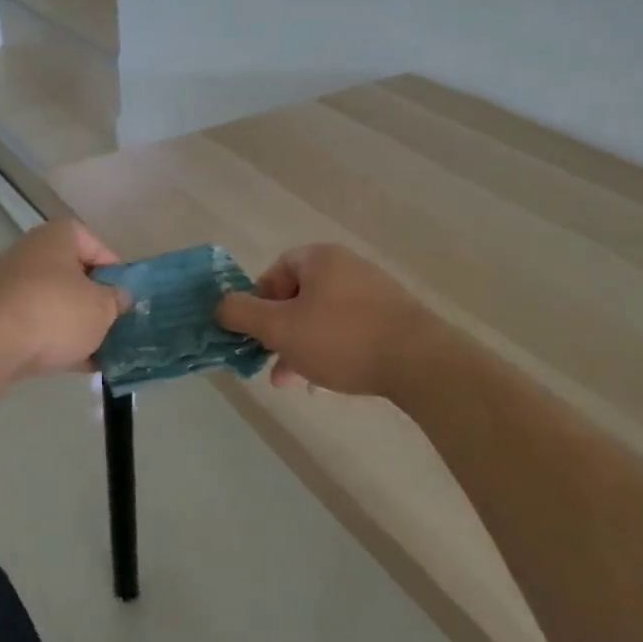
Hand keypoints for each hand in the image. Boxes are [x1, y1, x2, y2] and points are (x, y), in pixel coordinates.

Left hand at [0, 219, 129, 381]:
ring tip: (96, 353)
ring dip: (73, 325)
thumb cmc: (54, 313)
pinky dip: (51, 340)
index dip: (114, 270)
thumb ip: (116, 301)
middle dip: (92, 301)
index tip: (124, 298)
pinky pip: (32, 324)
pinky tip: (72, 366)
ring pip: (52, 302)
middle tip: (112, 326)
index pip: (94, 244)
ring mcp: (7, 283)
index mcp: (57, 236)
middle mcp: (30, 251)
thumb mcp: (101, 309)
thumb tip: (118, 297)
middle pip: (71, 274)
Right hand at [217, 244, 440, 397]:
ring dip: (303, 347)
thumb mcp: (280, 328)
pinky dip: (333, 351)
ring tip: (296, 382)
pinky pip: (350, 331)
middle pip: (298, 297)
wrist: (422, 363)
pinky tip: (329, 382)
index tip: (256, 335)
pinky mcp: (394, 319)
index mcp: (320, 259)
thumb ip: (242, 313)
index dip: (258, 304)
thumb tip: (220, 304)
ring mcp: (375, 292)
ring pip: (323, 318)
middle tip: (272, 365)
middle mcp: (348, 267)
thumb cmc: (341, 339)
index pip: (275, 272)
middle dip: (280, 333)